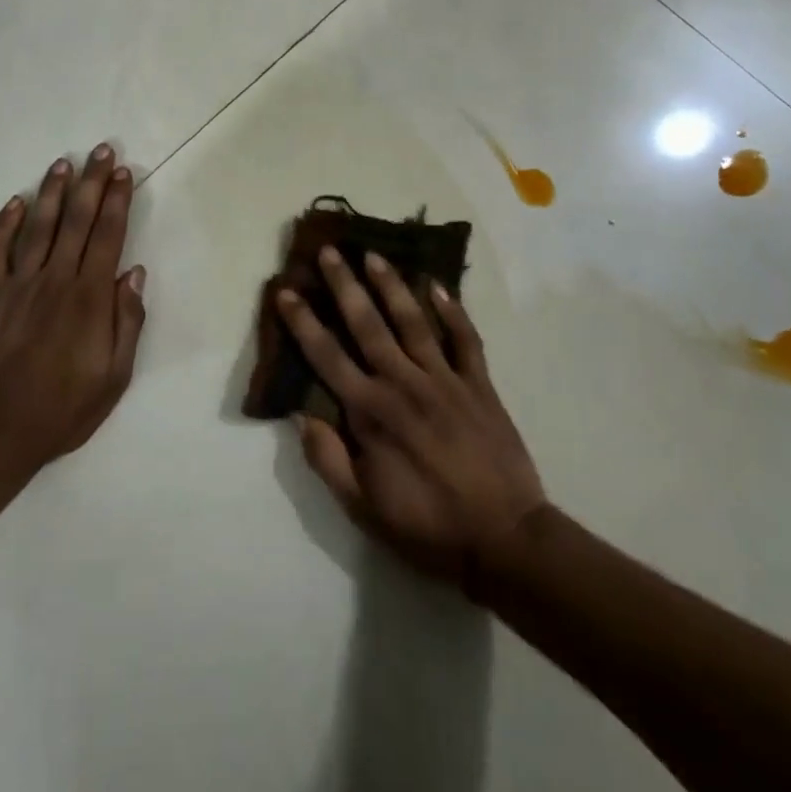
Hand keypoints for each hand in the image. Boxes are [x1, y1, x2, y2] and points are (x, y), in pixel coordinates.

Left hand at [0, 145, 146, 467]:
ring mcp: (17, 284)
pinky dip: (3, 224)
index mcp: (89, 297)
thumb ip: (127, 321)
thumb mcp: (115, 376)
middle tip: (101, 150)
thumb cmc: (64, 408)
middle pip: (76, 220)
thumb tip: (133, 273)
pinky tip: (14, 203)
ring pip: (38, 226)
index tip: (124, 173)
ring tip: (63, 163)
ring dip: (52, 192)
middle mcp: (55, 279)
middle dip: (91, 182)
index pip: (107, 236)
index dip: (117, 201)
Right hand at [277, 248, 546, 581]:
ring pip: (413, 321)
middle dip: (344, 285)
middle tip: (330, 251)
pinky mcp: (479, 386)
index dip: (302, 322)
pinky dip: (453, 311)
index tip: (286, 291)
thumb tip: (301, 415)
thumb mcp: (362, 508)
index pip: (326, 356)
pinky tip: (439, 286)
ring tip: (375, 255)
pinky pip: (465, 339)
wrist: (504, 540)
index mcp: (370, 412)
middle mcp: (403, 383)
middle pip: (367, 324)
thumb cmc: (426, 527)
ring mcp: (444, 380)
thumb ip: (327, 459)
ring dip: (392, 285)